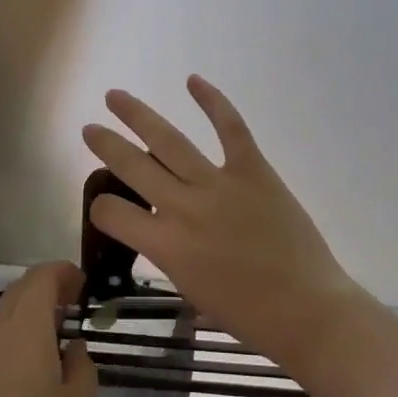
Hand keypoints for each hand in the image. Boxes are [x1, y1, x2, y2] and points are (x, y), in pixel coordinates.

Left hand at [0, 261, 97, 396]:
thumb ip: (82, 368)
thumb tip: (73, 350)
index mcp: (26, 326)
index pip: (42, 276)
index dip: (66, 273)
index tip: (86, 286)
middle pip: (21, 290)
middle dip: (50, 289)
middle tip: (76, 307)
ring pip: (6, 315)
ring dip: (33, 315)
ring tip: (60, 339)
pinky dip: (19, 338)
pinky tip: (35, 371)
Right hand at [81, 76, 369, 370]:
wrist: (308, 310)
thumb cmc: (249, 315)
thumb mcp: (191, 290)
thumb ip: (170, 254)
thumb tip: (161, 230)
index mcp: (166, 246)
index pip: (113, 213)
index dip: (101, 208)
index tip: (106, 205)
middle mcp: (184, 208)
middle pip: (132, 166)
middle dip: (105, 145)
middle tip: (89, 129)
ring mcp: (219, 184)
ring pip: (169, 140)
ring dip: (138, 115)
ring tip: (116, 97)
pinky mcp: (253, 170)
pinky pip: (230, 128)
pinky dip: (213, 101)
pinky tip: (193, 81)